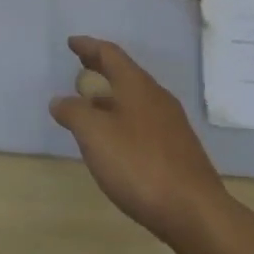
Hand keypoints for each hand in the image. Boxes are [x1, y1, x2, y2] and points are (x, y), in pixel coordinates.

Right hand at [50, 35, 233, 246]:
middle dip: (102, 67)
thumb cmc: (139, 164)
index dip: (89, 46)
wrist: (194, 210)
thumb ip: (74, 113)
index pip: (110, 54)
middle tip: (82, 64)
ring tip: (92, 103)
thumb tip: (60, 100)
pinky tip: (116, 139)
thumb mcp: (95, 135)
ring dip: (112, 95)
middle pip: (125, 73)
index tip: (72, 43)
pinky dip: (124, 117)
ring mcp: (171, 123)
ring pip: (136, 98)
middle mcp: (156, 97)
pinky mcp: (178, 148)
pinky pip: (144, 120)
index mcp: (137, 86)